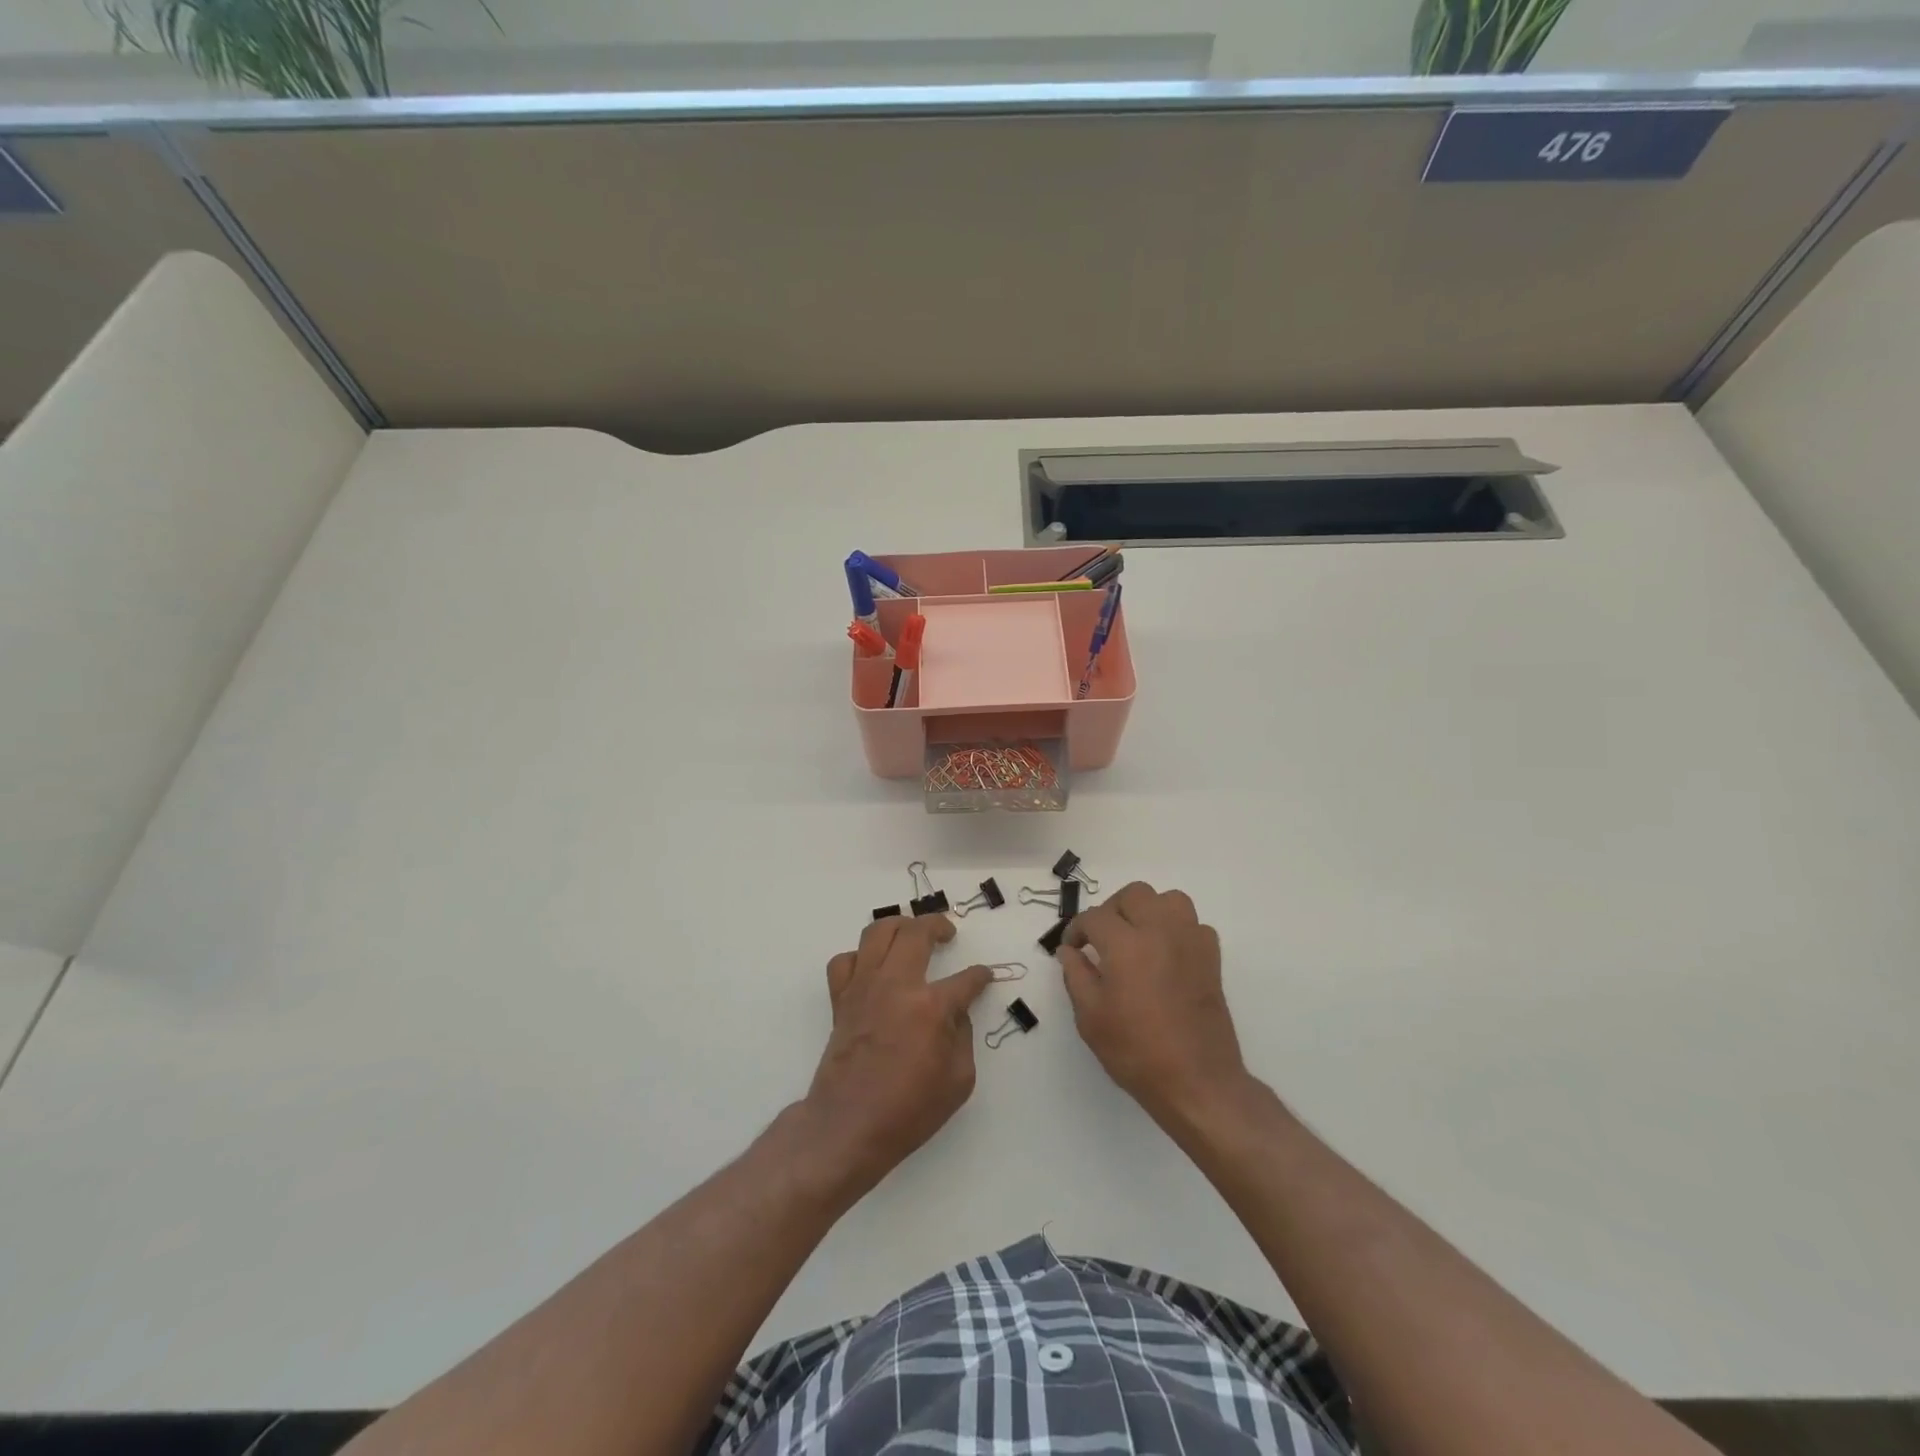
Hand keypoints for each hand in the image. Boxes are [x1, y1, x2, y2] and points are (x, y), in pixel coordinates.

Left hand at [804, 915, 994, 1195]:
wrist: (849, 1126)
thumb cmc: (909, 1110)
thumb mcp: (959, 1081)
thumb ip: (963, 1037)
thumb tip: (957, 1013)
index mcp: (932, 1007)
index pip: (967, 979)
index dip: (980, 976)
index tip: (984, 976)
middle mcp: (897, 985)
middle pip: (917, 932)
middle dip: (938, 925)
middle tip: (948, 933)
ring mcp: (865, 987)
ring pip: (878, 932)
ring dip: (899, 926)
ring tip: (910, 934)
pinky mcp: (841, 998)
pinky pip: (845, 961)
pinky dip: (860, 957)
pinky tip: (872, 968)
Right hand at [1057, 883, 1249, 1126]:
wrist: (1196, 1081)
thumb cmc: (1136, 1051)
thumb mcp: (1090, 1017)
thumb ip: (1075, 975)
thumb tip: (1070, 950)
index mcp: (1126, 944)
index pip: (1094, 917)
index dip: (1077, 929)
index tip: (1072, 947)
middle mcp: (1160, 931)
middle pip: (1134, 895)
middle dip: (1112, 910)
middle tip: (1102, 938)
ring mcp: (1190, 942)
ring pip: (1169, 900)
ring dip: (1148, 911)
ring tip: (1136, 937)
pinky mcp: (1211, 958)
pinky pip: (1193, 925)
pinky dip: (1176, 930)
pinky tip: (1165, 954)